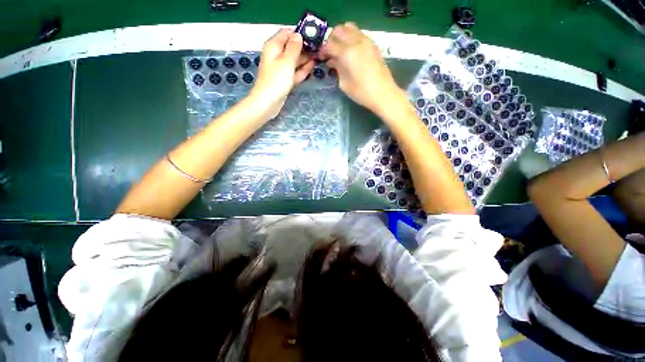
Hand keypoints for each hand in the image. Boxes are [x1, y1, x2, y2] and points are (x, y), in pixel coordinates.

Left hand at [248, 29, 315, 120]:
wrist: (268, 103)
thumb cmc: (276, 80)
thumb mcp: (287, 61)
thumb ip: (294, 47)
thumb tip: (299, 35)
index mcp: (274, 46)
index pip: (287, 33)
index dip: (299, 34)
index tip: (312, 38)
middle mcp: (276, 55)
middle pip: (291, 47)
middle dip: (304, 47)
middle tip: (319, 49)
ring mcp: (281, 69)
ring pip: (294, 60)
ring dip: (305, 59)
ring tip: (318, 57)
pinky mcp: (284, 80)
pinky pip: (294, 71)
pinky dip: (302, 69)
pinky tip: (311, 67)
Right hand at [319, 23, 401, 114]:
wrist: (383, 93)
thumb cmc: (361, 93)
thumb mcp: (344, 83)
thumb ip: (337, 68)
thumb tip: (332, 61)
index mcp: (347, 53)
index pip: (330, 44)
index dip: (323, 50)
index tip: (321, 57)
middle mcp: (356, 42)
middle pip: (339, 30)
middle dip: (331, 39)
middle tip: (330, 52)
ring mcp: (366, 41)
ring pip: (350, 28)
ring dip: (342, 36)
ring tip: (340, 49)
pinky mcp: (373, 44)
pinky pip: (359, 33)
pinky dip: (351, 37)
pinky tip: (351, 51)